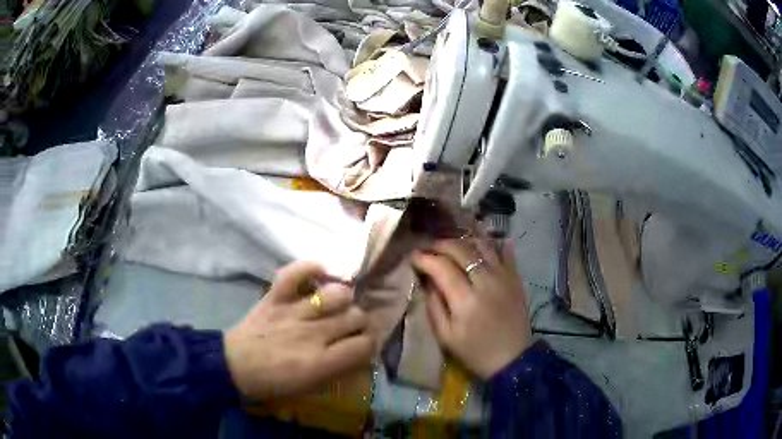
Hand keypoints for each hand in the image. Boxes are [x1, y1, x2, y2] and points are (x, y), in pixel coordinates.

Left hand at [224, 261, 373, 399]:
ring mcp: (293, 312)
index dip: (369, 344)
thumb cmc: (274, 382)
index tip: (362, 344)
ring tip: (337, 304)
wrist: (235, 366)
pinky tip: (320, 273)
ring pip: (336, 294)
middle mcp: (312, 334)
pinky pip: (296, 273)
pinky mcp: (275, 297)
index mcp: (321, 362)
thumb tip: (359, 352)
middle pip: (356, 316)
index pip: (364, 345)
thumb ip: (339, 369)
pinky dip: (310, 268)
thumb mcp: (311, 387)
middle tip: (351, 326)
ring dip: (344, 299)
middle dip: (360, 322)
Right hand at [411, 238, 531, 378]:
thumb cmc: (475, 352)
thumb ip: (434, 306)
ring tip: (452, 246)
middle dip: (441, 245)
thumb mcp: (445, 336)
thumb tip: (427, 281)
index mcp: (465, 300)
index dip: (425, 258)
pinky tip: (481, 243)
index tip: (414, 256)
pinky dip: (492, 244)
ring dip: (464, 241)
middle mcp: (486, 282)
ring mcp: (503, 277)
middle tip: (429, 249)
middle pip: (461, 250)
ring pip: (482, 245)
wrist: (512, 359)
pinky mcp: (515, 278)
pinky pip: (505, 252)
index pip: (442, 267)